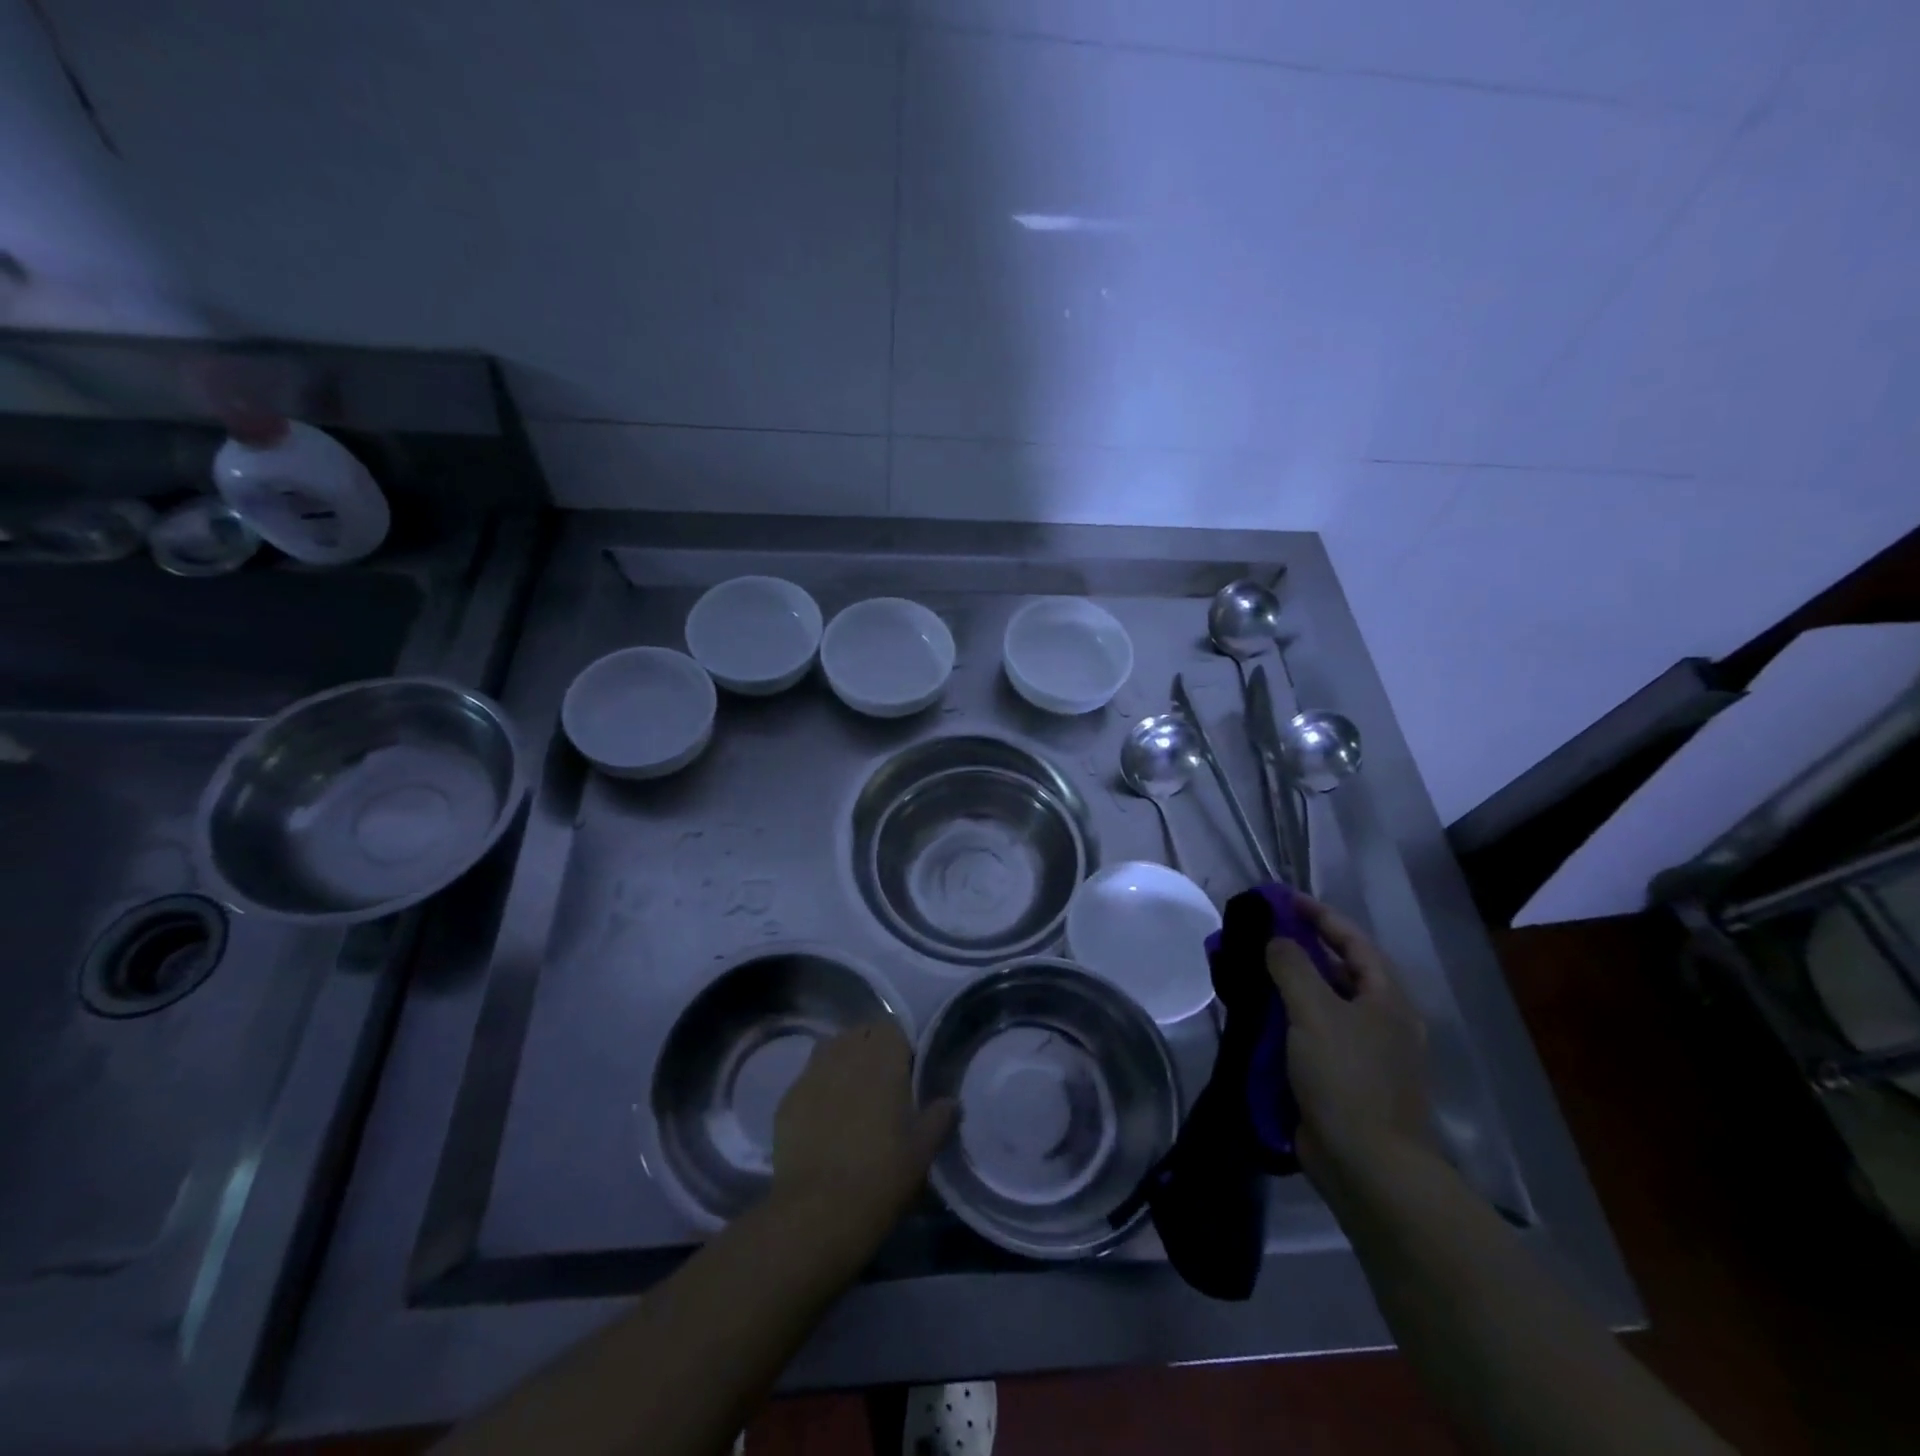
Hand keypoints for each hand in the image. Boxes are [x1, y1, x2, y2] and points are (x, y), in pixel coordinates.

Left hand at [771, 1022, 956, 1244]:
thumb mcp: (922, 1151)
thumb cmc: (881, 1175)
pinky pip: (807, 1078)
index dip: (899, 1045)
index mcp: (883, 1059)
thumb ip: (939, 1118)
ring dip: (842, 1061)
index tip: (906, 1070)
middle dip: (870, 1049)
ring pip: (830, 1049)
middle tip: (880, 1083)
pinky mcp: (787, 1098)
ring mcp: (812, 1073)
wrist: (818, 1211)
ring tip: (850, 1093)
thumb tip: (951, 1101)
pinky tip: (822, 1117)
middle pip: (860, 1033)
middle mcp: (846, 1054)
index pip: (891, 1027)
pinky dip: (817, 1087)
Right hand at [1266, 896, 1432, 1190]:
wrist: (1368, 1166)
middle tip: (1255, 935)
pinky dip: (1283, 1020)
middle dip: (1297, 948)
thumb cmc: (1348, 1078)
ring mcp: (1361, 1051)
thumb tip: (1276, 940)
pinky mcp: (1339, 1078)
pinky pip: (1308, 1034)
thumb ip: (1292, 966)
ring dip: (1285, 985)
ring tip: (1246, 970)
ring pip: (1319, 1003)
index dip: (1317, 914)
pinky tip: (1254, 1017)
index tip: (1279, 898)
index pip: (1352, 939)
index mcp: (1385, 998)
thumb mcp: (1316, 1011)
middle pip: (1336, 969)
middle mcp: (1378, 1019)